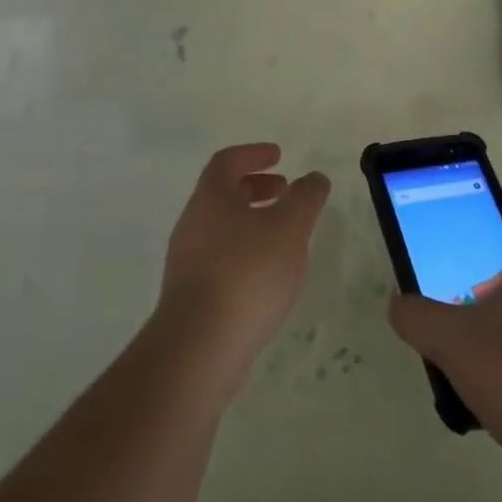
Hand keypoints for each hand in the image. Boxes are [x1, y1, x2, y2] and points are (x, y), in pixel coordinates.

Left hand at [158, 143, 329, 389]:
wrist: (199, 348)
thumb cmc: (246, 274)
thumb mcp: (288, 228)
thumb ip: (305, 198)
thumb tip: (313, 178)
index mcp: (210, 198)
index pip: (227, 161)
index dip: (253, 153)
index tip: (278, 155)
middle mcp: (193, 224)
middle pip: (222, 194)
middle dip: (255, 187)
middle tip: (285, 191)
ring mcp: (188, 262)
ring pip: (222, 228)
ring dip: (252, 222)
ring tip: (285, 235)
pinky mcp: (192, 297)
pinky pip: (221, 259)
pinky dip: (246, 252)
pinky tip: (269, 274)